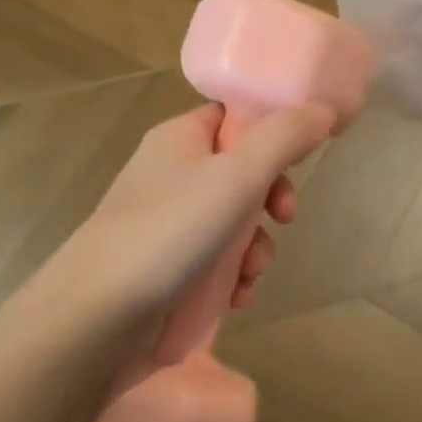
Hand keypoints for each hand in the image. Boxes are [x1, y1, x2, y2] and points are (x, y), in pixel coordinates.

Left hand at [57, 101, 334, 330]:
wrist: (99, 313)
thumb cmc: (172, 229)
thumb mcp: (238, 175)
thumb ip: (284, 138)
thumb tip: (322, 108)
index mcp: (181, 137)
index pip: (233, 116)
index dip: (271, 132)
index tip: (299, 159)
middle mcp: (172, 172)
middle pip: (241, 171)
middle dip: (270, 200)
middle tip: (284, 218)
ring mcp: (167, 221)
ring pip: (233, 221)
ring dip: (254, 247)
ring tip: (250, 273)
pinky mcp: (165, 265)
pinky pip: (214, 259)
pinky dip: (232, 276)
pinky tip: (236, 297)